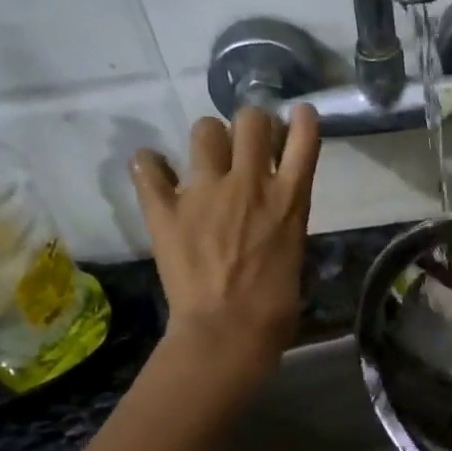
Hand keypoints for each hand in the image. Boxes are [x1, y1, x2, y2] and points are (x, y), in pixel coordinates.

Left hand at [130, 106, 319, 375]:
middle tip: (247, 143)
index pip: (304, 138)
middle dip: (251, 124)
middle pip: (252, 120)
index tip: (297, 118)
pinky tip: (155, 173)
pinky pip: (148, 166)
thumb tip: (275, 217)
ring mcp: (204, 193)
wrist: (228, 333)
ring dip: (209, 140)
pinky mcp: (165, 209)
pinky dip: (150, 166)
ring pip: (204, 130)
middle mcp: (249, 184)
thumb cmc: (275, 309)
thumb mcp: (295, 256)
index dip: (302, 121)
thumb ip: (285, 224)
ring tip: (206, 160)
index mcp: (290, 200)